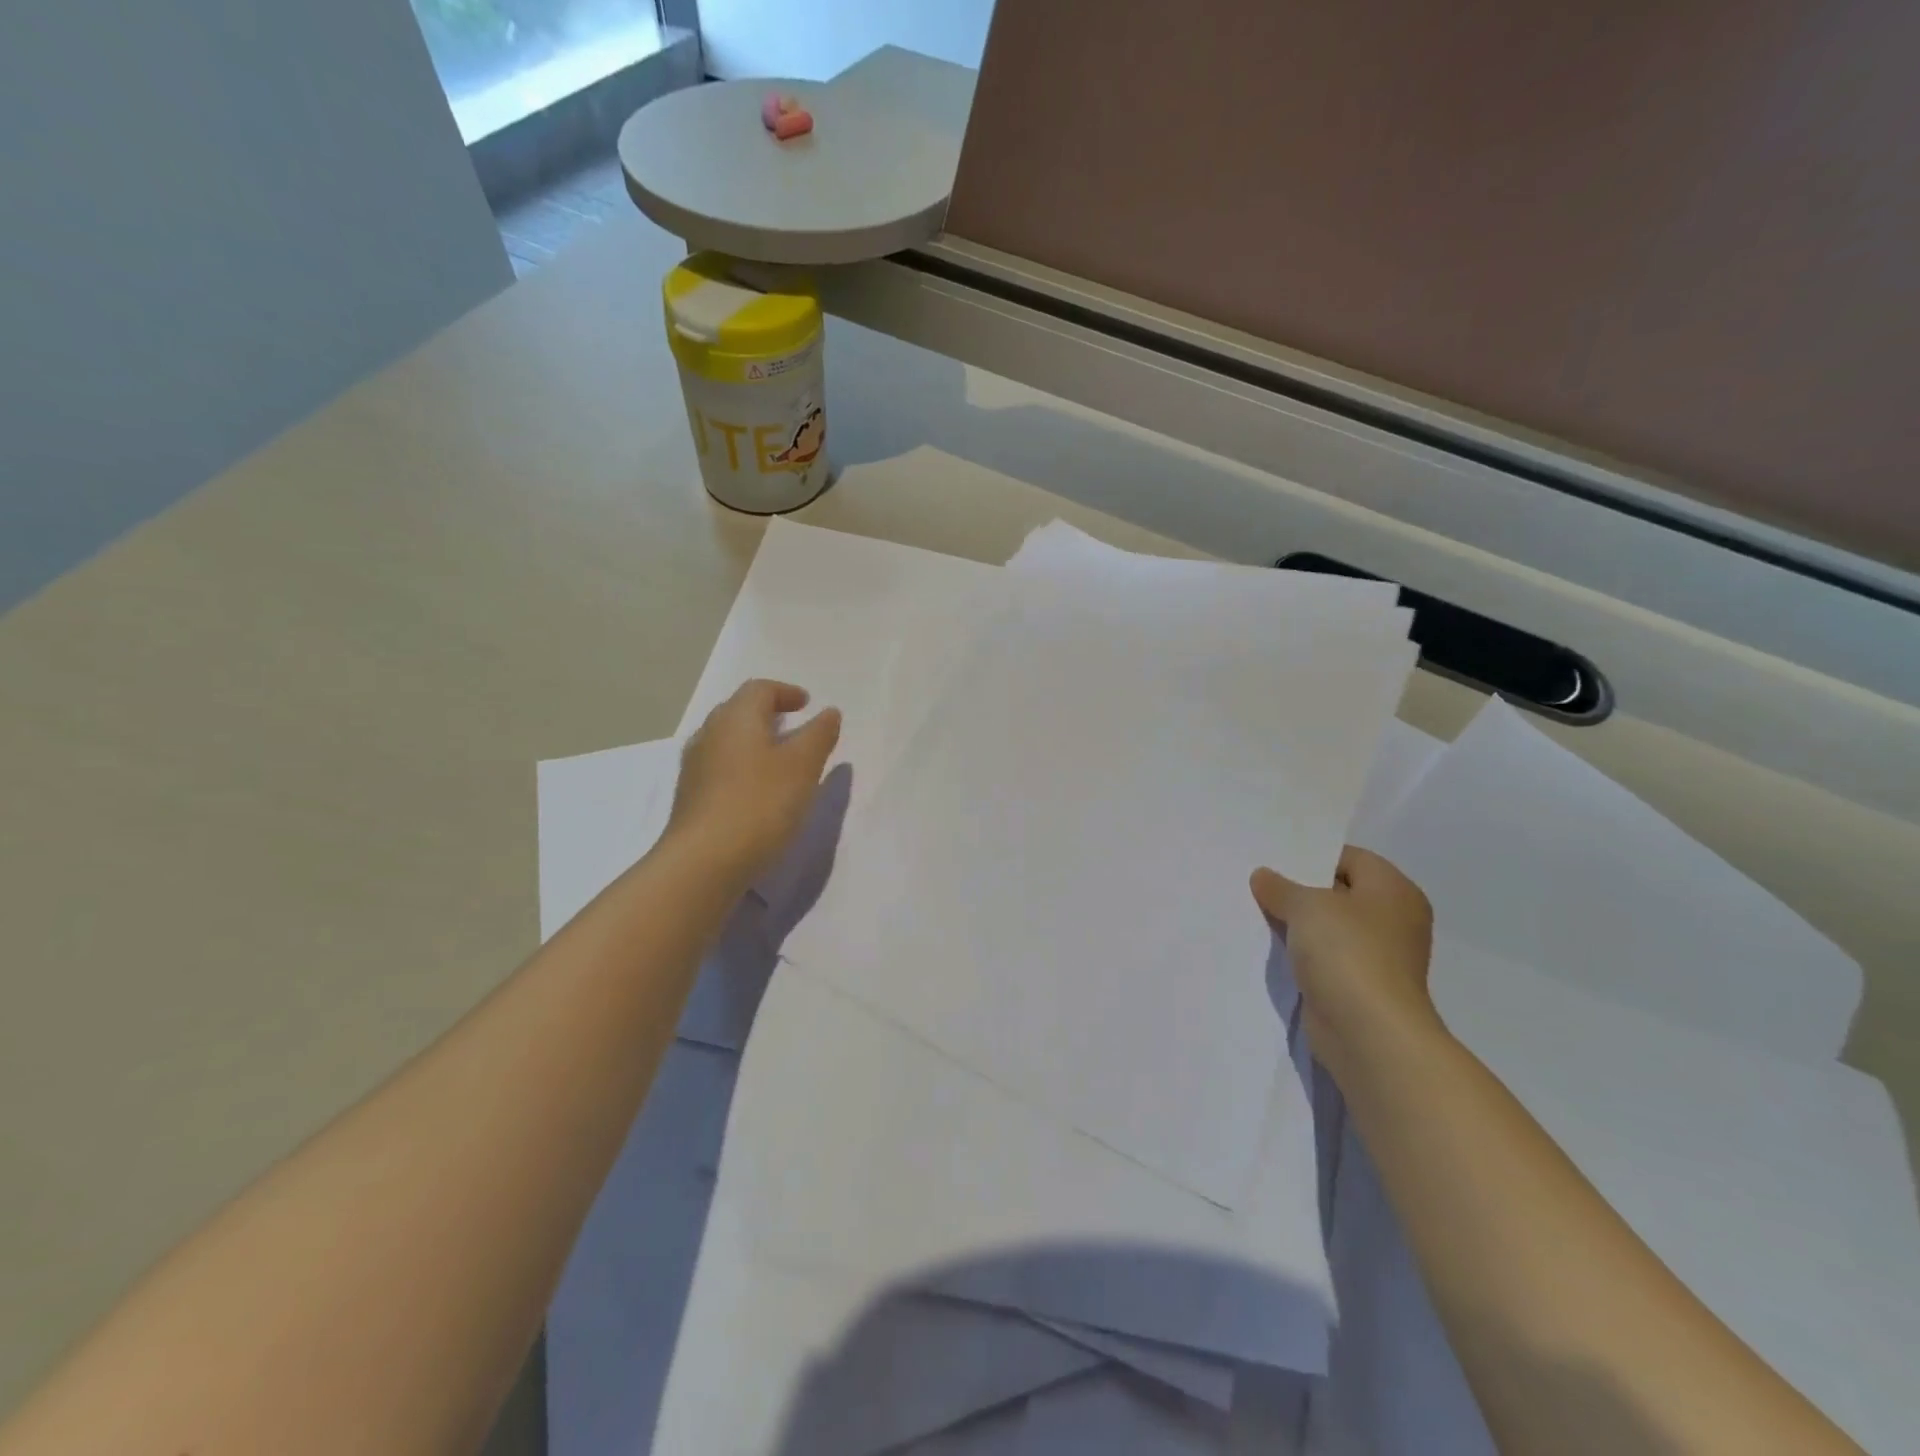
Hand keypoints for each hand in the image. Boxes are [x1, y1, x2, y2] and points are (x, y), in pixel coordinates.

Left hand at [668, 679, 841, 887]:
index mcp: (736, 717)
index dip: (786, 692)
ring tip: (780, 760)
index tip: (807, 704)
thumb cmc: (760, 804)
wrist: (703, 862)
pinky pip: (720, 767)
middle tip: (794, 727)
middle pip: (739, 711)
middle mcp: (709, 733)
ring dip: (754, 742)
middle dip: (768, 713)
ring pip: (728, 740)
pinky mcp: (690, 797)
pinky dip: (742, 767)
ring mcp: (695, 766)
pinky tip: (757, 791)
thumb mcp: (803, 766)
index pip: (760, 689)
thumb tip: (829, 712)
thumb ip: (819, 735)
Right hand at [1250, 847, 1440, 1085]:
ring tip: (1255, 910)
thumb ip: (1281, 887)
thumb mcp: (1306, 906)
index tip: (1273, 857)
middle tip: (1258, 881)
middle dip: (1299, 889)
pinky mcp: (1359, 985)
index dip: (1312, 855)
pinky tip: (1269, 945)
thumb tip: (1263, 876)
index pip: (1350, 858)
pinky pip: (1324, 957)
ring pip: (1329, 927)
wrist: (1367, 1033)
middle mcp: (1392, 920)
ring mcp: (1378, 956)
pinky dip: (1301, 952)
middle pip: (1338, 892)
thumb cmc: (1347, 953)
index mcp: (1394, 890)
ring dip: (1297, 923)